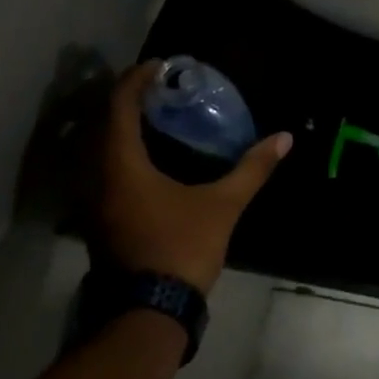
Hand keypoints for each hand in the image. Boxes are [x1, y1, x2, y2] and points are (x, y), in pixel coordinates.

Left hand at [99, 61, 291, 291]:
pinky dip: (123, 151)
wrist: (147, 313)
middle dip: (130, 99)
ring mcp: (94, 202)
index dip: (137, 79)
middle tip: (161, 87)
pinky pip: (104, 169)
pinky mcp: (99, 220)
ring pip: (100, 149)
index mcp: (121, 166)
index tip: (160, 65)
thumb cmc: (181, 249)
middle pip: (104, 123)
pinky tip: (151, 156)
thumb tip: (284, 138)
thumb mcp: (223, 205)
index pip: (119, 106)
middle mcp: (98, 177)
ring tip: (157, 116)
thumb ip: (252, 168)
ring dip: (124, 126)